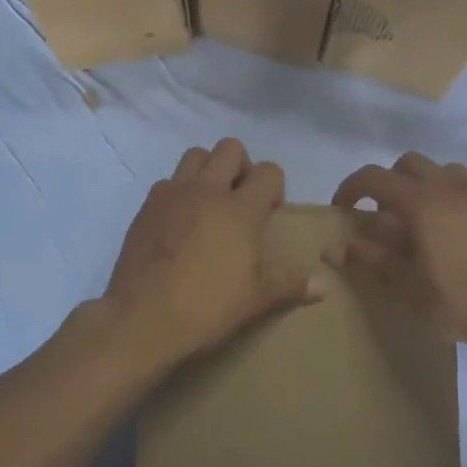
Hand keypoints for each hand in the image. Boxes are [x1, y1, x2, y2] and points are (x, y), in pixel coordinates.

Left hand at [104, 139, 323, 371]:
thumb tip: (324, 286)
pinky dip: (179, 192)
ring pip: (195, 155)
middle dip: (241, 167)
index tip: (270, 214)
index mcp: (240, 208)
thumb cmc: (208, 306)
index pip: (268, 171)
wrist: (142, 317)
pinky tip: (179, 222)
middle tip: (241, 200)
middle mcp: (207, 190)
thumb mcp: (257, 299)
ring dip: (208, 170)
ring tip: (210, 204)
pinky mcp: (146, 207)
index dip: (274, 187)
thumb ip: (291, 284)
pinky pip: (167, 182)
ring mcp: (172, 194)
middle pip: (230, 148)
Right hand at [331, 154, 466, 350]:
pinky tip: (444, 230)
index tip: (341, 209)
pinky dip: (443, 194)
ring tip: (414, 218)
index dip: (351, 188)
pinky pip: (461, 185)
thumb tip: (337, 246)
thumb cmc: (456, 301)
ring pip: (438, 169)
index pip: (374, 178)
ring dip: (418, 184)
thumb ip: (371, 259)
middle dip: (386, 182)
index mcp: (421, 202)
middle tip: (379, 215)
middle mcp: (447, 188)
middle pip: (407, 164)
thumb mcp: (405, 286)